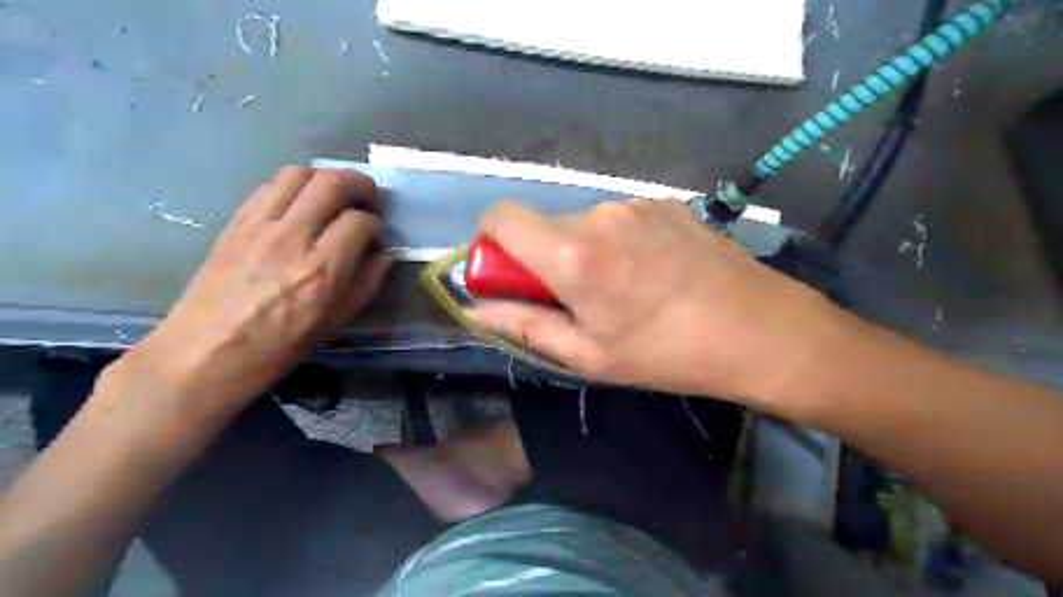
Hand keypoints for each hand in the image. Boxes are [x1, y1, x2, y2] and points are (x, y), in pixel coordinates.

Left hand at [96, 166, 389, 420]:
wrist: (207, 353)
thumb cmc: (280, 345)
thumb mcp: (337, 320)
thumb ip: (367, 281)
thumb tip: (382, 253)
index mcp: (322, 269)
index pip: (360, 221)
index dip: (376, 225)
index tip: (376, 237)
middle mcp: (292, 237)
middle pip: (332, 182)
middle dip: (360, 185)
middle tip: (366, 202)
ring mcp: (259, 225)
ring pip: (299, 173)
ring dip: (325, 179)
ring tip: (334, 198)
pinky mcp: (235, 222)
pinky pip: (269, 186)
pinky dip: (294, 187)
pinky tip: (300, 206)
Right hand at [468, 199, 852, 408]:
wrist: (758, 329)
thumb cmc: (666, 352)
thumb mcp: (588, 355)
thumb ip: (524, 326)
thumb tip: (477, 311)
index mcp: (572, 254)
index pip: (501, 217)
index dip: (490, 242)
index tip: (507, 276)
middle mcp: (599, 215)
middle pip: (543, 226)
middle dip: (543, 259)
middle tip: (575, 301)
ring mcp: (636, 205)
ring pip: (583, 224)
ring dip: (584, 252)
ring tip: (622, 291)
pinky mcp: (665, 203)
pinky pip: (620, 220)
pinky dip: (618, 243)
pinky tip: (652, 273)